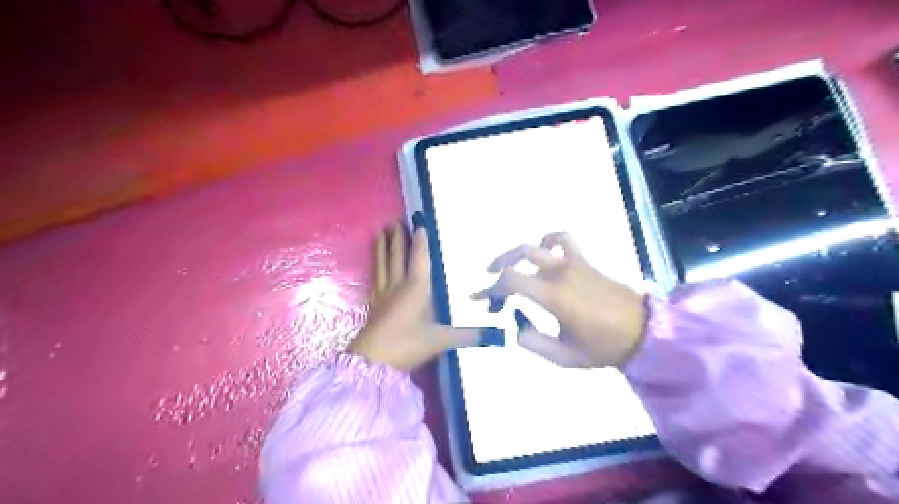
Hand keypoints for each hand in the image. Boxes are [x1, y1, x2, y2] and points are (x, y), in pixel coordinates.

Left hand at [347, 219, 501, 371]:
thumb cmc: (407, 344)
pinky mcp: (373, 304)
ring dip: (382, 247)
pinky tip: (374, 264)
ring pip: (383, 264)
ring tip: (380, 231)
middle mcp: (398, 285)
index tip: (420, 224)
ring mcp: (383, 294)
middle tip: (396, 221)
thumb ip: (468, 335)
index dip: (421, 241)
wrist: (372, 361)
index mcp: (417, 288)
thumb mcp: (440, 340)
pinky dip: (375, 266)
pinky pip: (375, 277)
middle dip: (398, 238)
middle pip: (398, 256)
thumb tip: (498, 335)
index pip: (420, 258)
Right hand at [473, 234, 642, 368]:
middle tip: (491, 284)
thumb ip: (534, 343)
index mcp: (553, 296)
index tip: (480, 299)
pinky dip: (548, 241)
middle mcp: (560, 273)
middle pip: (519, 256)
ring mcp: (574, 263)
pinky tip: (544, 252)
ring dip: (518, 253)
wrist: (643, 332)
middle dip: (498, 268)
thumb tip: (516, 327)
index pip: (511, 282)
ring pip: (538, 245)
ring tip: (510, 265)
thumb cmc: (604, 347)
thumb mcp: (565, 357)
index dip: (489, 289)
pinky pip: (563, 240)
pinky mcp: (585, 262)